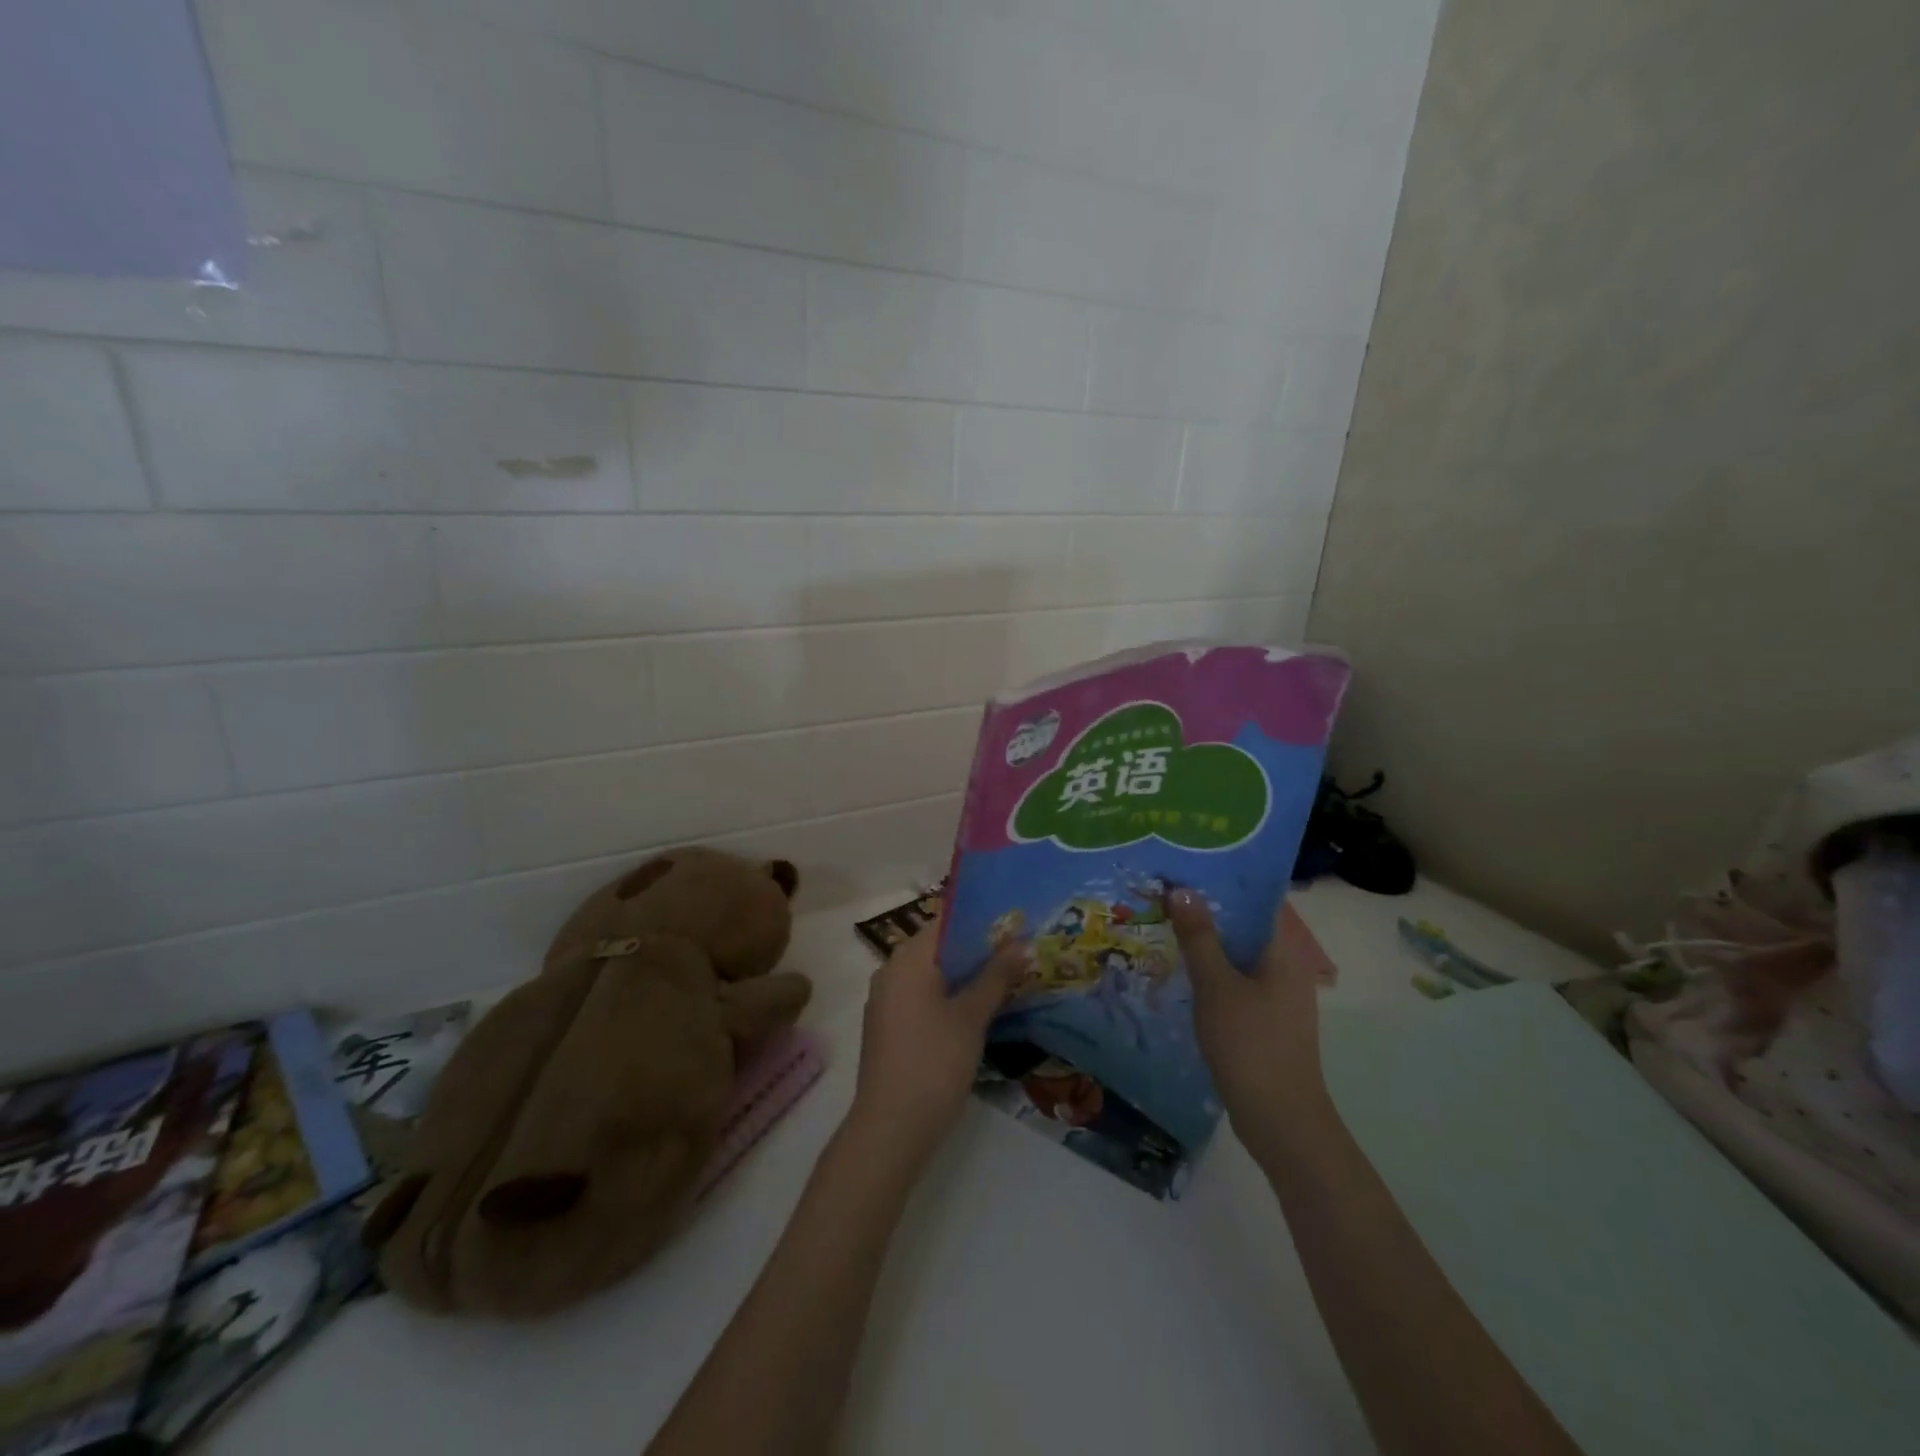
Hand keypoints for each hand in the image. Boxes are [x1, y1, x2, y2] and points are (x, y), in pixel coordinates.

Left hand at [847, 919, 1029, 1164]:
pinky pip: (922, 996)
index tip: (1014, 926)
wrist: (891, 1128)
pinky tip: (977, 1010)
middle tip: (1018, 953)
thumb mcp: (971, 1017)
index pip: (946, 922)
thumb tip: (1022, 943)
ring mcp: (886, 1000)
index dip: (981, 922)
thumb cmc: (934, 1062)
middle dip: (978, 950)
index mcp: (908, 959)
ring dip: (965, 975)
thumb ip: (996, 976)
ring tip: (1006, 979)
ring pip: (932, 974)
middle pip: (939, 947)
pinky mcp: (888, 1026)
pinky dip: (948, 996)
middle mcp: (891, 970)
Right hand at [1168, 890, 1331, 1142]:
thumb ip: (1199, 936)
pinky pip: (1235, 982)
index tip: (1187, 864)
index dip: (1224, 879)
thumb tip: (1182, 888)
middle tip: (1164, 891)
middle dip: (1207, 909)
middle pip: (1245, 926)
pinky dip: (1211, 971)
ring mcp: (1277, 997)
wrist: (1280, 1121)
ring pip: (1238, 956)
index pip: (1257, 899)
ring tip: (1164, 923)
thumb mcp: (1216, 985)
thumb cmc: (1250, 1044)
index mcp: (1283, 951)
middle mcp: (1286, 967)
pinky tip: (1180, 971)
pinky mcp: (1265, 1021)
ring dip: (1206, 941)